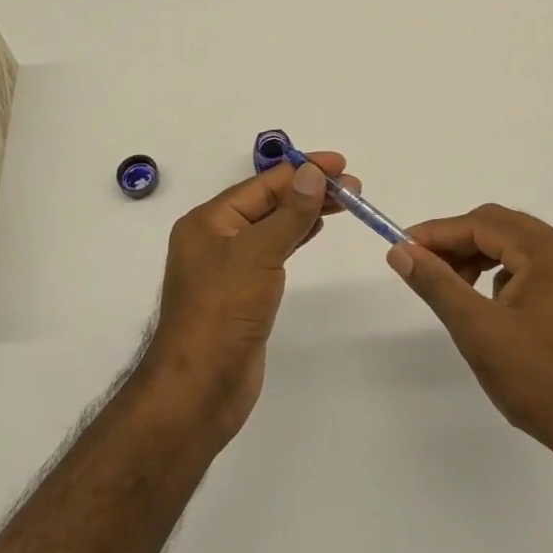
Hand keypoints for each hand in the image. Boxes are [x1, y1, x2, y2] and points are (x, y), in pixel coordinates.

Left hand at [140, 151, 355, 447]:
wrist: (199, 388)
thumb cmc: (223, 313)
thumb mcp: (259, 255)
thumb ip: (289, 213)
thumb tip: (313, 172)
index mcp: (209, 220)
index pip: (263, 184)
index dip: (303, 171)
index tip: (342, 164)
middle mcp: (215, 237)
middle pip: (268, 202)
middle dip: (308, 190)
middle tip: (353, 187)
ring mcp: (227, 266)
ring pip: (271, 226)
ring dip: (304, 211)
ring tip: (342, 203)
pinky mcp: (241, 292)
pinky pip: (271, 251)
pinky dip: (294, 237)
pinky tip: (314, 230)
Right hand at [388, 204, 552, 477]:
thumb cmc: (545, 383)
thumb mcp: (480, 332)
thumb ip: (437, 284)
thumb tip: (400, 250)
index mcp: (550, 251)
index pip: (482, 223)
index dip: (437, 233)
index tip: (401, 248)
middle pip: (500, 228)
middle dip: (457, 244)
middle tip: (422, 267)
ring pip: (515, 248)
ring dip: (478, 259)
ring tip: (452, 289)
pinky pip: (532, 269)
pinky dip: (502, 276)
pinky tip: (490, 309)